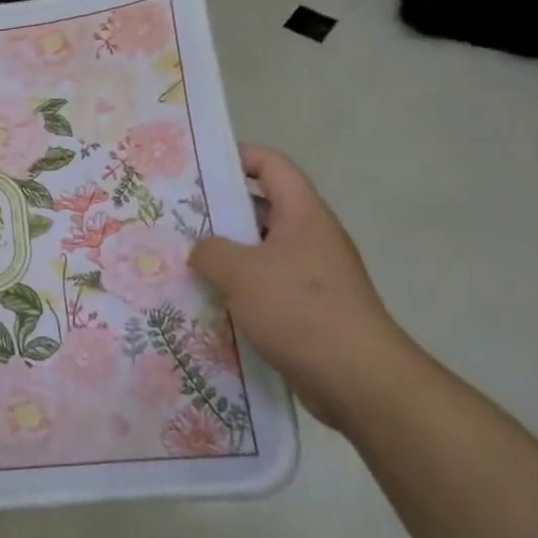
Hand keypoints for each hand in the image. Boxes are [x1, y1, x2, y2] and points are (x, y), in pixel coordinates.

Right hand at [191, 146, 417, 430]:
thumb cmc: (299, 309)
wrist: (358, 379)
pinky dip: (240, 288)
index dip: (238, 157)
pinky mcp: (309, 308)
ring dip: (227, 255)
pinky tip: (209, 301)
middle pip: (263, 208)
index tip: (200, 166)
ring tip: (184, 259)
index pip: (272, 165)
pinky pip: (267, 285)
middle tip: (178, 216)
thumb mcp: (241, 272)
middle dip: (221, 211)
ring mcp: (312, 274)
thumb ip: (210, 251)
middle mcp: (311, 237)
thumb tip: (201, 250)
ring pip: (261, 251)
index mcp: (303, 214)